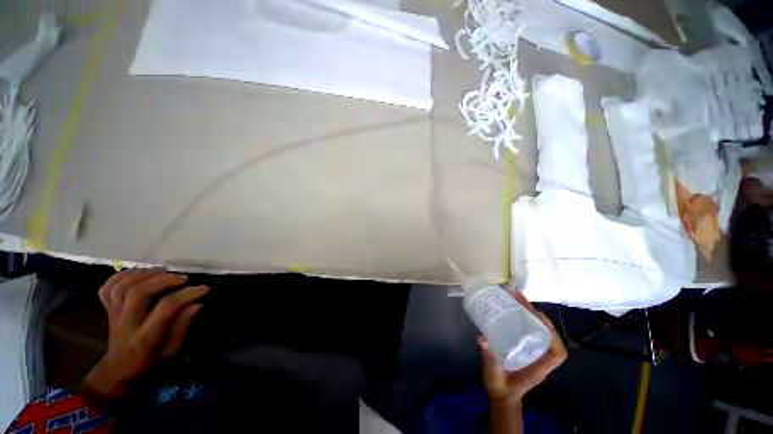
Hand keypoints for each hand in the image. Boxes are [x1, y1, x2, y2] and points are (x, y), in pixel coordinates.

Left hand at [83, 269, 208, 401]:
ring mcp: (114, 314)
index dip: (187, 294)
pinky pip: (107, 288)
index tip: (204, 288)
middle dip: (162, 280)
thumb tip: (197, 302)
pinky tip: (137, 273)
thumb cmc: (150, 359)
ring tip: (162, 270)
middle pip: (137, 292)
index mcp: (146, 335)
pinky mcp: (108, 309)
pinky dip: (120, 276)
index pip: (166, 308)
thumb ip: (183, 325)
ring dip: (143, 274)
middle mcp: (127, 322)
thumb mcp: (172, 349)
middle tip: (181, 278)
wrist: (119, 368)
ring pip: (122, 286)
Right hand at [478, 292, 566, 403]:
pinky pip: (527, 330)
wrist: (500, 395)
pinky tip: (510, 309)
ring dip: (529, 314)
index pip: (557, 353)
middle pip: (547, 336)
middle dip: (537, 317)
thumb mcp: (494, 376)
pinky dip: (521, 318)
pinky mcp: (522, 346)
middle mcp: (538, 357)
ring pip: (537, 331)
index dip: (553, 336)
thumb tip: (483, 339)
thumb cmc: (501, 388)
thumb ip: (490, 359)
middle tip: (521, 301)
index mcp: (538, 368)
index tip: (539, 319)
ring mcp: (531, 351)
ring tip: (516, 300)